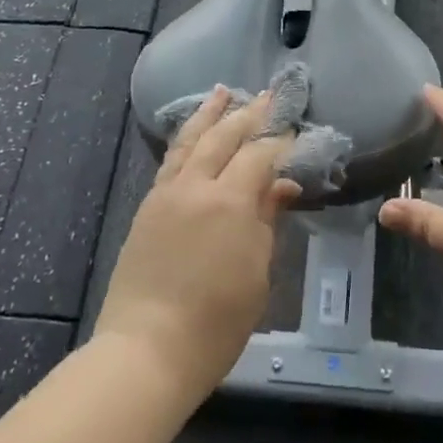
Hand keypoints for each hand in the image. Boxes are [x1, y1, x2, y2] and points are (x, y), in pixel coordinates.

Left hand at [95, 88, 297, 395]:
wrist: (146, 350)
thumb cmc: (216, 322)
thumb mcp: (257, 273)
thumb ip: (266, 221)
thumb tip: (282, 187)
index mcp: (229, 202)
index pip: (260, 155)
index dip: (281, 140)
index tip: (296, 128)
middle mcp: (196, 186)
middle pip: (224, 136)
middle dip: (250, 114)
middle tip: (270, 96)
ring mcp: (166, 193)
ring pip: (191, 140)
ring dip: (210, 114)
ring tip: (223, 92)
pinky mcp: (148, 206)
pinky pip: (171, 159)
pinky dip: (186, 137)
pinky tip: (193, 132)